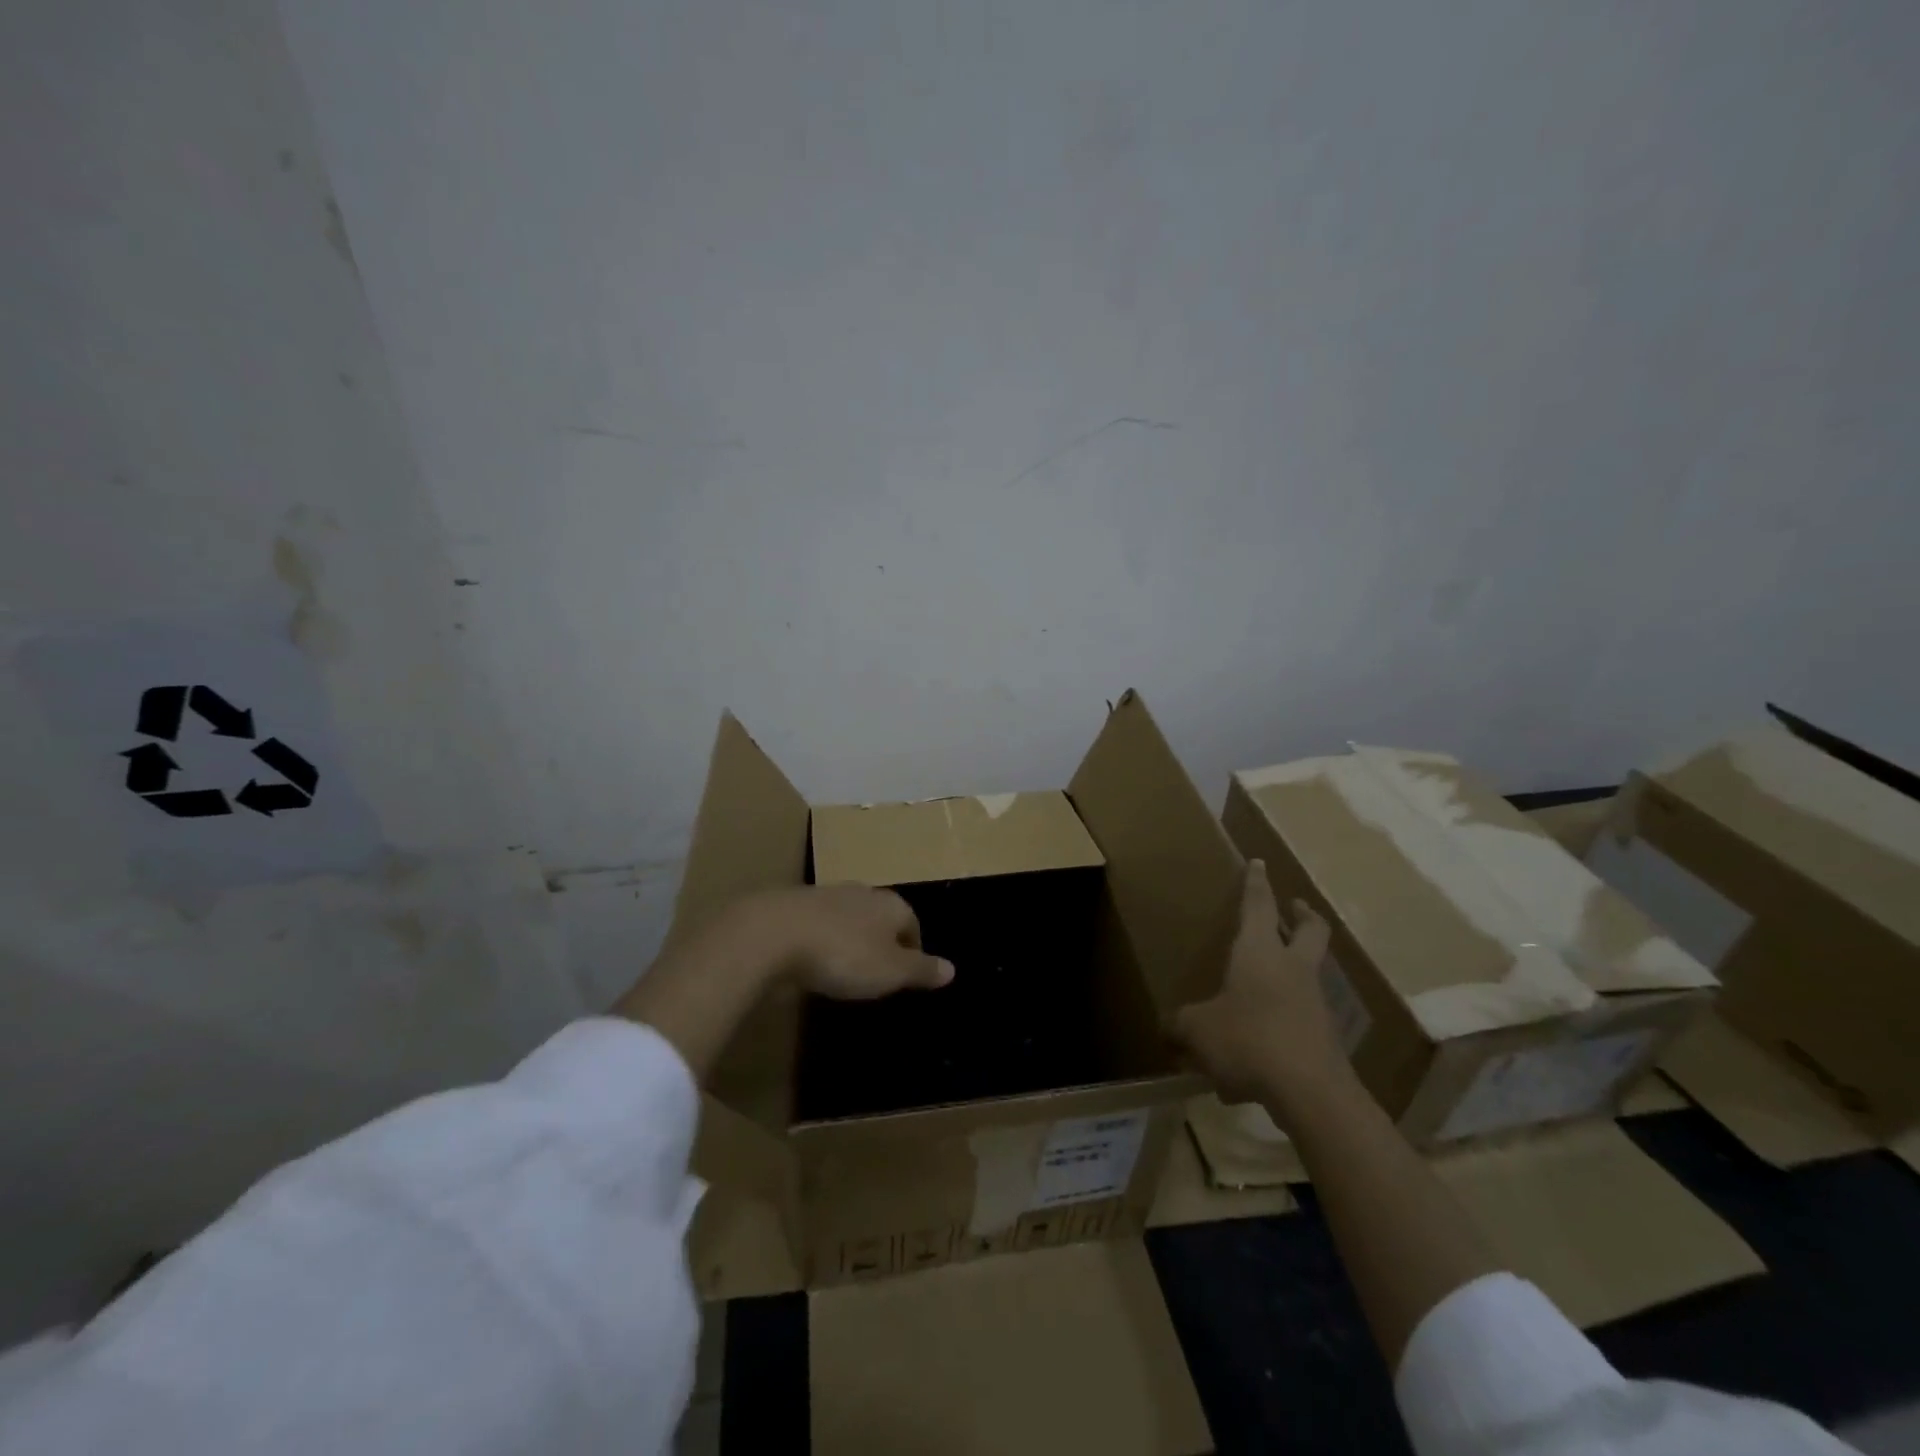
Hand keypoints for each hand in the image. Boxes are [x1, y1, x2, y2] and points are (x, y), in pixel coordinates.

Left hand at [738, 884, 953, 999]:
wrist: (771, 934)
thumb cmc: (843, 953)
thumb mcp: (890, 971)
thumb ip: (921, 970)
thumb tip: (952, 969)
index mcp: (890, 903)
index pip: (912, 923)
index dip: (913, 949)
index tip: (907, 975)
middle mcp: (861, 893)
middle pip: (879, 917)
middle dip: (880, 941)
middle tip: (877, 973)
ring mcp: (824, 896)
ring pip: (847, 919)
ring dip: (848, 940)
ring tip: (843, 969)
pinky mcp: (791, 909)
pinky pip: (816, 927)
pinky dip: (818, 943)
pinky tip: (810, 963)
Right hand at [1174, 860, 1351, 1115]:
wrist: (1311, 1093)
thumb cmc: (1248, 1040)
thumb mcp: (1198, 1030)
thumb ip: (1180, 1024)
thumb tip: (1167, 1027)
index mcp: (1260, 952)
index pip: (1258, 905)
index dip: (1256, 883)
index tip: (1259, 862)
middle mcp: (1292, 969)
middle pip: (1310, 930)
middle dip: (1302, 915)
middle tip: (1294, 907)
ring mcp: (1315, 1002)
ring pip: (1310, 973)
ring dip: (1296, 967)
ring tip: (1268, 982)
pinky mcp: (1325, 1036)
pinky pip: (1303, 1017)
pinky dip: (1286, 1019)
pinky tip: (1261, 1048)